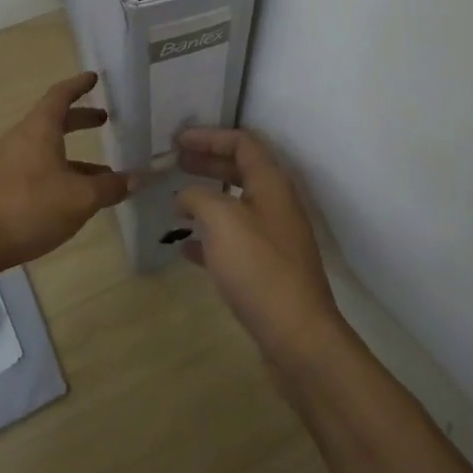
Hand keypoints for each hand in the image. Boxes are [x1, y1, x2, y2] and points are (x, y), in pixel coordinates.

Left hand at [0, 72, 139, 269]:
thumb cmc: (29, 207)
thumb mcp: (80, 198)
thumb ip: (110, 187)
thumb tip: (137, 178)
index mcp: (39, 129)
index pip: (60, 95)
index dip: (78, 85)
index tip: (93, 78)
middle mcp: (20, 138)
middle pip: (52, 120)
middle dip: (79, 119)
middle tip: (103, 120)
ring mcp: (6, 162)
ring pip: (45, 147)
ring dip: (72, 153)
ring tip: (101, 171)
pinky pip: (35, 168)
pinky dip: (58, 171)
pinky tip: (72, 197)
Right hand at [175, 128, 345, 370]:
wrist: (297, 335)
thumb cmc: (259, 267)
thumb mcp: (221, 221)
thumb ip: (198, 197)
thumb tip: (185, 197)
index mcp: (271, 183)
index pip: (242, 143)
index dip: (209, 136)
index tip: (177, 140)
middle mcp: (276, 204)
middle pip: (239, 170)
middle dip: (207, 163)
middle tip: (175, 162)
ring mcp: (274, 237)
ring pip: (235, 206)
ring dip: (206, 199)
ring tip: (176, 202)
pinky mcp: (267, 268)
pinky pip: (234, 240)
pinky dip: (210, 237)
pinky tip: (186, 247)